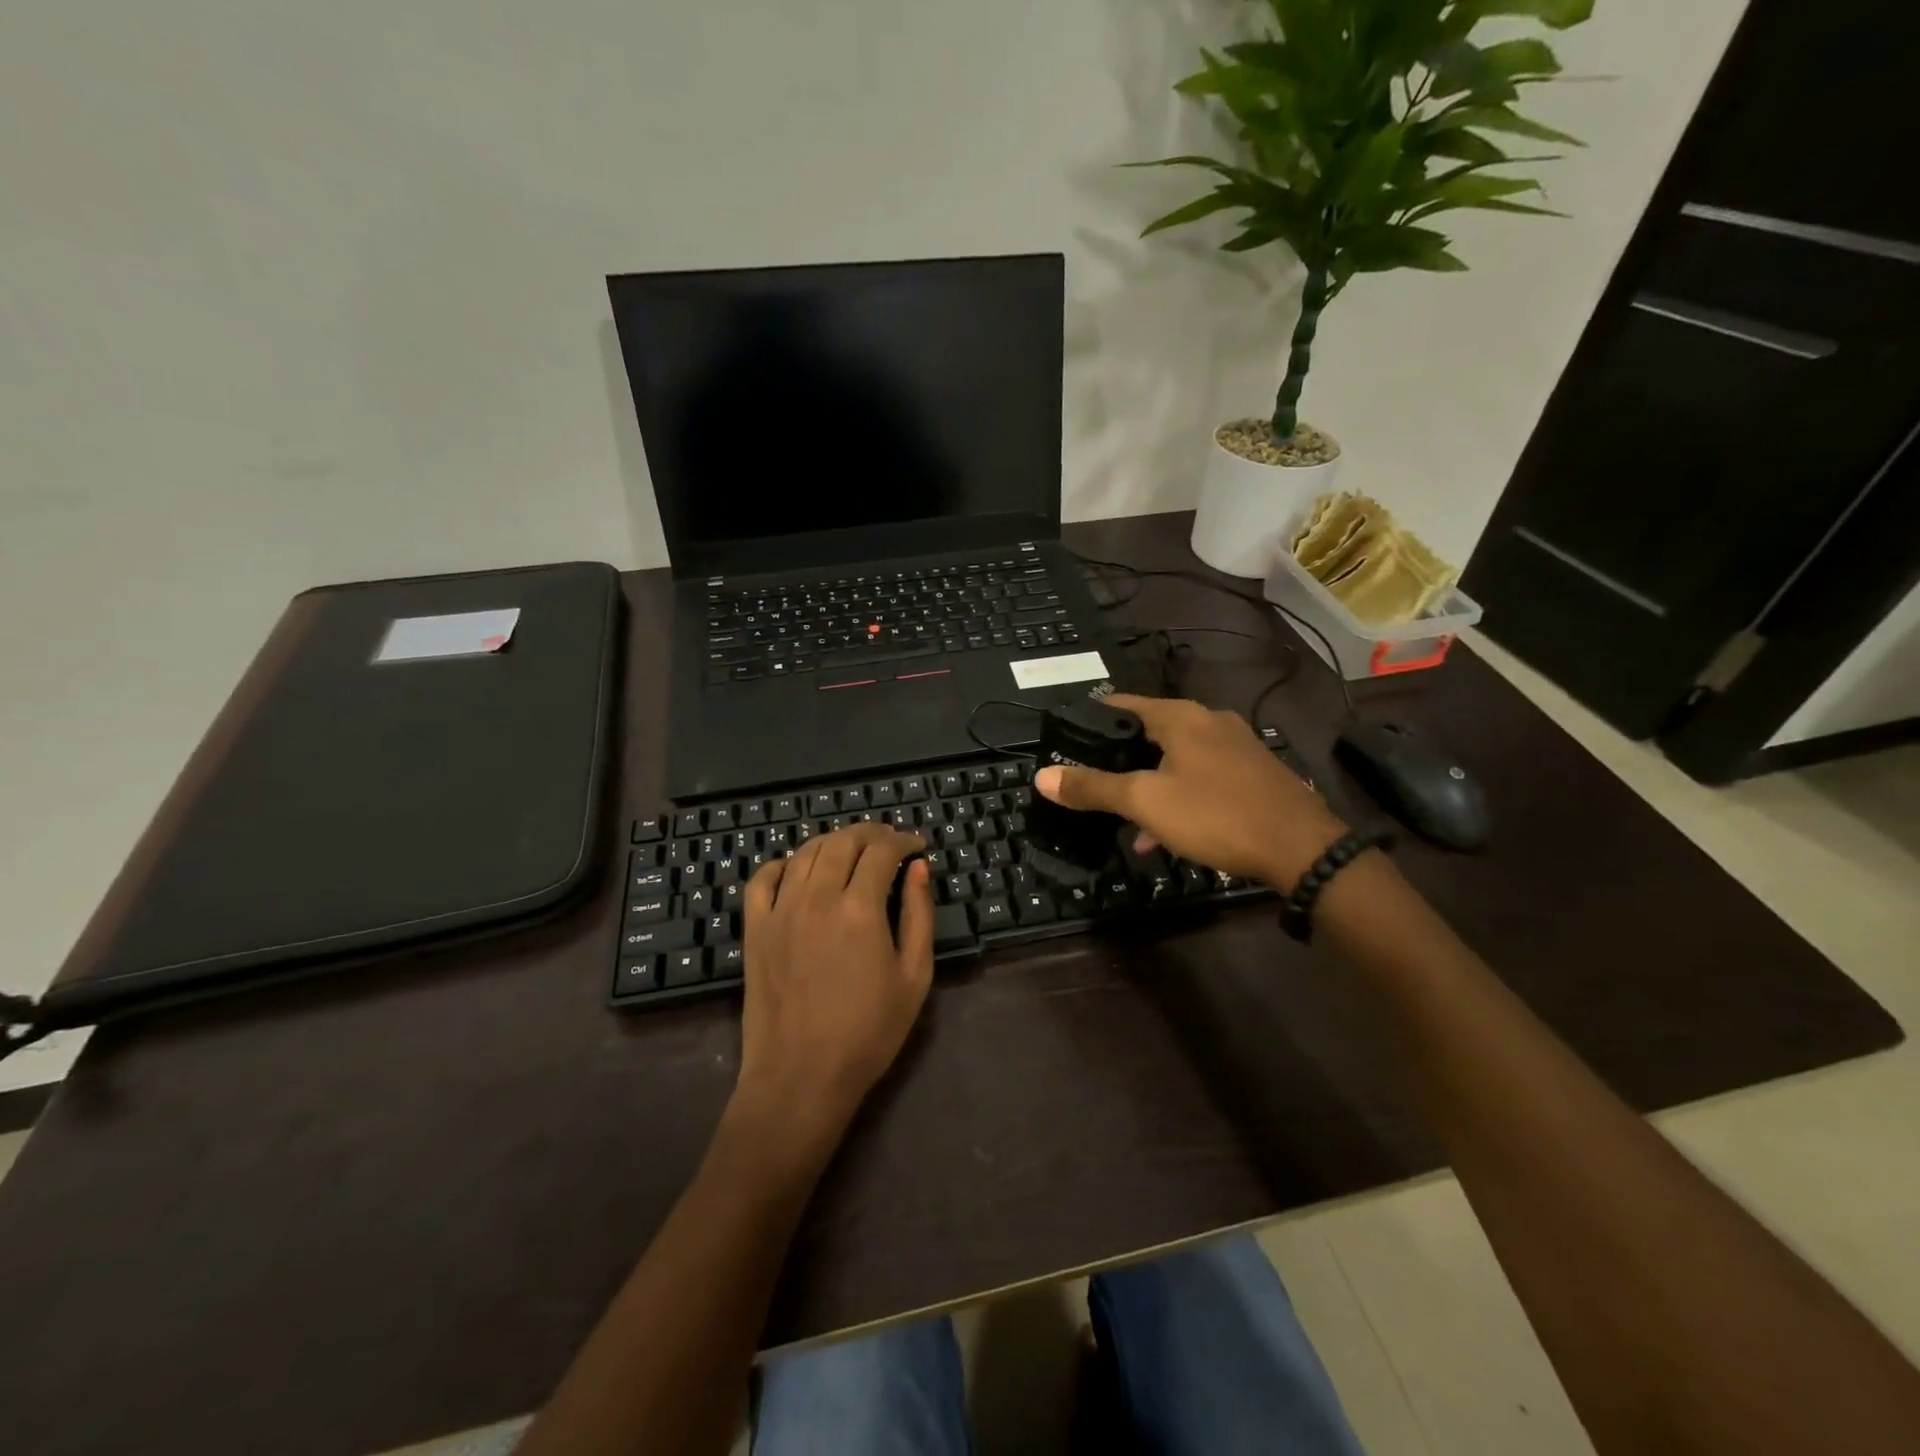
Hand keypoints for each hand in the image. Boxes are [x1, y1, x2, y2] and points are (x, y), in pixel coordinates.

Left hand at [732, 824, 934, 1145]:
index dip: (903, 840)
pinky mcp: (754, 928)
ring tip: (852, 850)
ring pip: (806, 853)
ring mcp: (780, 910)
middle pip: (843, 842)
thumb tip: (918, 868)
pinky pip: (762, 878)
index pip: (882, 851)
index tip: (917, 845)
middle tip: (889, 841)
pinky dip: (783, 863)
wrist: (801, 1077)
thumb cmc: (868, 1032)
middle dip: (871, 833)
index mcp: (860, 908)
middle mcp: (817, 897)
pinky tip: (798, 869)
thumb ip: (919, 914)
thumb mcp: (914, 976)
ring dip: (833, 841)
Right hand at [1034, 694, 1347, 888]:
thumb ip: (1093, 787)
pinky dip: (1176, 796)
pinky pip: (1200, 777)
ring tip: (1121, 818)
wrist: (1302, 849)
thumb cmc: (1215, 814)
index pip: (1122, 704)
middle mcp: (1209, 721)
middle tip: (1090, 781)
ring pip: (1175, 759)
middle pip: (1148, 732)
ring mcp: (1235, 746)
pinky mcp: (1252, 773)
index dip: (1090, 718)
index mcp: (1181, 717)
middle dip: (1118, 759)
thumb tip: (1042, 776)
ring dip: (1147, 784)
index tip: (1066, 737)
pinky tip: (1162, 834)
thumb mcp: (1145, 802)